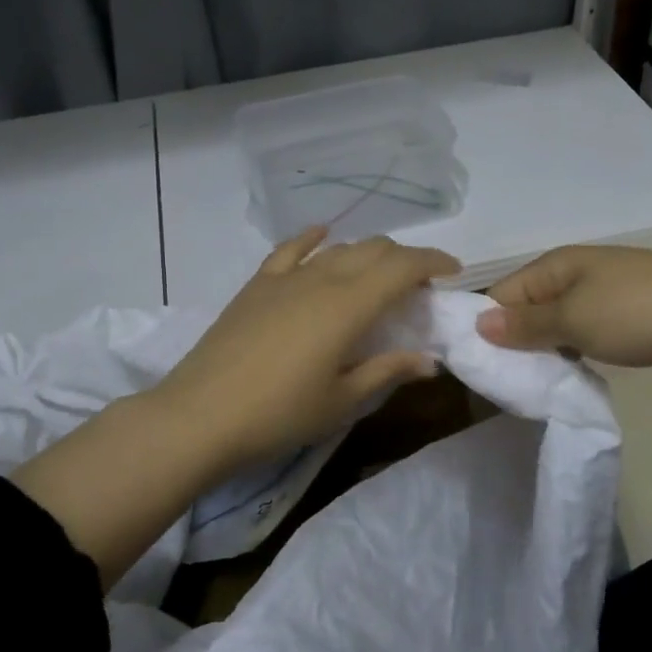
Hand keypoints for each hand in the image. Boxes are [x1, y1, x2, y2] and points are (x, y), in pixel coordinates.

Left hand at [150, 228, 460, 468]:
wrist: (199, 416)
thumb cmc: (279, 415)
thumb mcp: (341, 400)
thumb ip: (387, 371)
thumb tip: (430, 360)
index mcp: (348, 305)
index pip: (401, 267)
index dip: (432, 262)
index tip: (453, 272)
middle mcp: (321, 279)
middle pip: (373, 250)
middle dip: (404, 259)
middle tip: (418, 286)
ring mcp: (285, 278)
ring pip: (338, 249)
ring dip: (367, 254)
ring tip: (378, 275)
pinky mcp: (257, 285)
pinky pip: (291, 249)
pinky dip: (313, 239)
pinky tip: (323, 236)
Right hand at [475, 245, 651, 381]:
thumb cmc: (641, 312)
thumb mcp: (574, 319)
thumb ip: (525, 324)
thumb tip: (477, 324)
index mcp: (557, 264)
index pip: (502, 294)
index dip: (487, 327)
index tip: (479, 368)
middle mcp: (575, 275)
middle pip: (528, 309)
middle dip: (515, 344)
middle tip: (507, 386)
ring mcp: (604, 297)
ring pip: (556, 326)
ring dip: (546, 353)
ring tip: (534, 388)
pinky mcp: (626, 321)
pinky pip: (584, 337)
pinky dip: (574, 356)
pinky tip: (570, 379)